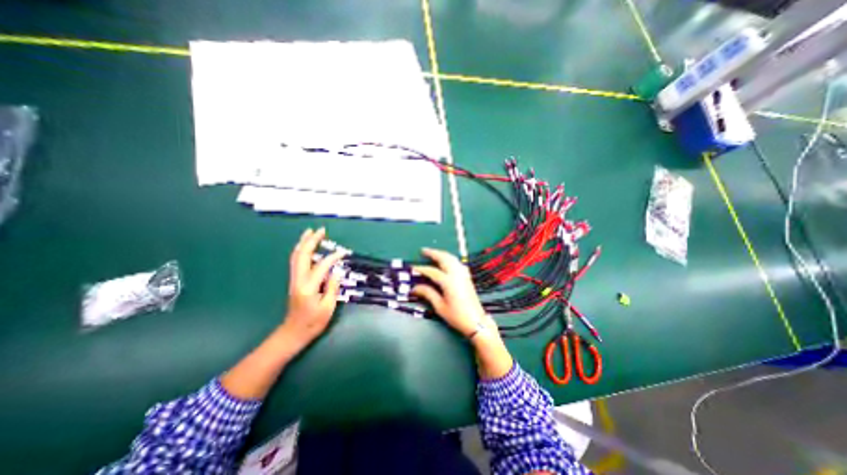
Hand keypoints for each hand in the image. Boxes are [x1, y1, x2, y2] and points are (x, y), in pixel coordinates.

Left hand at [280, 228, 347, 353]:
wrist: (293, 333)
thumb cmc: (313, 323)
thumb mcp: (328, 308)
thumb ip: (332, 287)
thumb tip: (336, 271)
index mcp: (308, 287)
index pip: (321, 266)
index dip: (333, 257)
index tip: (343, 252)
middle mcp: (298, 280)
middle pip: (302, 255)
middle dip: (311, 240)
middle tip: (321, 230)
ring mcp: (294, 279)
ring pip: (296, 256)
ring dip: (303, 242)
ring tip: (311, 232)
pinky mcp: (294, 281)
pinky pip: (296, 261)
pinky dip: (301, 250)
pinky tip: (306, 246)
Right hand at [410, 247, 489, 334]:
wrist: (476, 321)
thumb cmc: (457, 316)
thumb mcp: (440, 306)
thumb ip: (428, 294)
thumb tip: (415, 288)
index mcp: (448, 282)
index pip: (432, 271)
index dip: (422, 269)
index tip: (413, 267)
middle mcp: (456, 274)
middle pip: (444, 258)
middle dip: (433, 253)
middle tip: (423, 251)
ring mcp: (463, 274)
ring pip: (452, 258)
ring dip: (442, 254)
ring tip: (433, 253)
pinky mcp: (467, 277)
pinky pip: (458, 262)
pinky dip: (450, 259)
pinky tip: (447, 261)